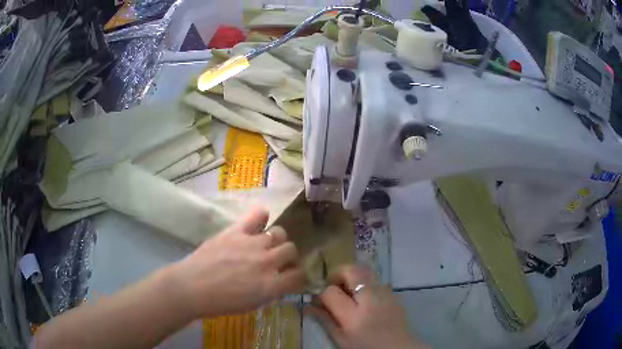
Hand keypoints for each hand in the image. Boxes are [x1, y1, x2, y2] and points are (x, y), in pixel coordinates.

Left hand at [169, 207, 305, 318]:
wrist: (192, 288)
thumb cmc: (221, 303)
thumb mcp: (252, 305)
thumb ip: (271, 291)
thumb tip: (280, 280)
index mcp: (271, 285)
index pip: (299, 275)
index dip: (297, 276)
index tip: (291, 277)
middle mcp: (267, 262)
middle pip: (291, 250)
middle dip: (288, 257)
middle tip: (278, 261)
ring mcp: (252, 244)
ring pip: (279, 233)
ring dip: (277, 240)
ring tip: (267, 244)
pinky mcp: (236, 231)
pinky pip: (257, 215)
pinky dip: (261, 217)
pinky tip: (260, 221)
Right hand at [312, 265, 427, 348]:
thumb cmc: (365, 348)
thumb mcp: (341, 339)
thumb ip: (325, 320)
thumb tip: (308, 305)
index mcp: (354, 317)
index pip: (331, 292)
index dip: (321, 292)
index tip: (319, 298)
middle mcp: (371, 300)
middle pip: (352, 271)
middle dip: (338, 273)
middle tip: (333, 286)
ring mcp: (386, 294)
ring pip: (366, 271)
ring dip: (353, 276)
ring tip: (348, 291)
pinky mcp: (394, 294)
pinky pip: (376, 281)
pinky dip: (366, 284)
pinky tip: (364, 298)